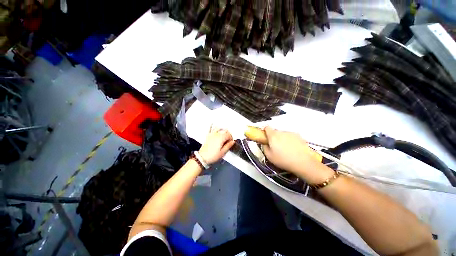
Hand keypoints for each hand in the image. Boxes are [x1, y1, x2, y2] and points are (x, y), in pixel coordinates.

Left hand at [198, 127, 235, 164]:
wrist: (202, 157)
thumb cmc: (213, 156)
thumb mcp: (222, 152)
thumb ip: (228, 146)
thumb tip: (232, 142)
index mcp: (221, 138)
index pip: (229, 135)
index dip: (231, 138)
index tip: (231, 143)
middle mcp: (217, 134)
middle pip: (225, 131)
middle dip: (228, 135)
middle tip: (228, 140)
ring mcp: (212, 134)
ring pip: (219, 128)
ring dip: (223, 130)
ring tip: (224, 135)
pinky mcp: (208, 136)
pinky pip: (211, 129)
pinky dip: (212, 126)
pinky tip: (212, 123)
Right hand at [262, 126, 333, 183]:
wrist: (303, 163)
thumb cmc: (284, 160)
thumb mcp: (269, 156)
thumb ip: (264, 147)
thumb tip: (265, 144)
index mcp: (273, 136)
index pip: (267, 128)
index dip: (265, 132)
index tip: (266, 138)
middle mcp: (282, 132)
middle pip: (275, 131)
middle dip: (274, 137)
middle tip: (275, 147)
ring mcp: (291, 133)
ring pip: (283, 134)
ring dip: (282, 139)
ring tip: (285, 149)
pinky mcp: (299, 136)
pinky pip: (290, 137)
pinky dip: (290, 140)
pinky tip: (292, 149)